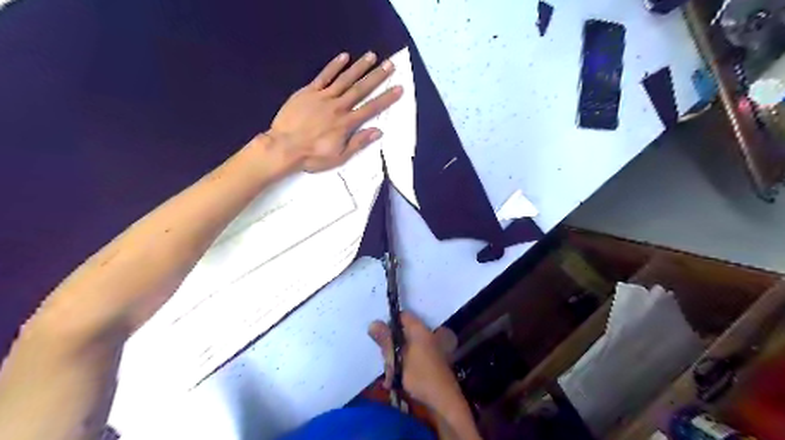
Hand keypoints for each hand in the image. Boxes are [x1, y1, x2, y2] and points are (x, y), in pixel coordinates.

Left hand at [264, 52, 400, 173]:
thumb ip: (358, 142)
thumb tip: (378, 131)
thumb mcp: (339, 157)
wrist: (284, 147)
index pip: (371, 108)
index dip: (386, 98)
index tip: (398, 88)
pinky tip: (344, 57)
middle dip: (377, 76)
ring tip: (372, 56)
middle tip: (390, 64)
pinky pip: (323, 76)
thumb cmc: (312, 156)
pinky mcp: (308, 92)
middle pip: (360, 89)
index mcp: (346, 123)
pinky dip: (334, 66)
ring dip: (359, 67)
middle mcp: (338, 106)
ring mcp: (323, 97)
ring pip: (344, 79)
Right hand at [371, 311, 460, 410]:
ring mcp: (430, 348)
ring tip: (391, 376)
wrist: (444, 399)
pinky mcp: (430, 361)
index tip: (381, 335)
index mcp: (420, 329)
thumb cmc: (421, 375)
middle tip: (386, 362)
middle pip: (403, 333)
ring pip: (406, 347)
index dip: (390, 322)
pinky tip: (396, 380)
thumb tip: (373, 323)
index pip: (403, 316)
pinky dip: (404, 366)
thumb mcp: (398, 359)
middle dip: (391, 347)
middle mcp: (427, 335)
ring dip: (396, 360)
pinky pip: (412, 357)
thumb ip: (386, 341)